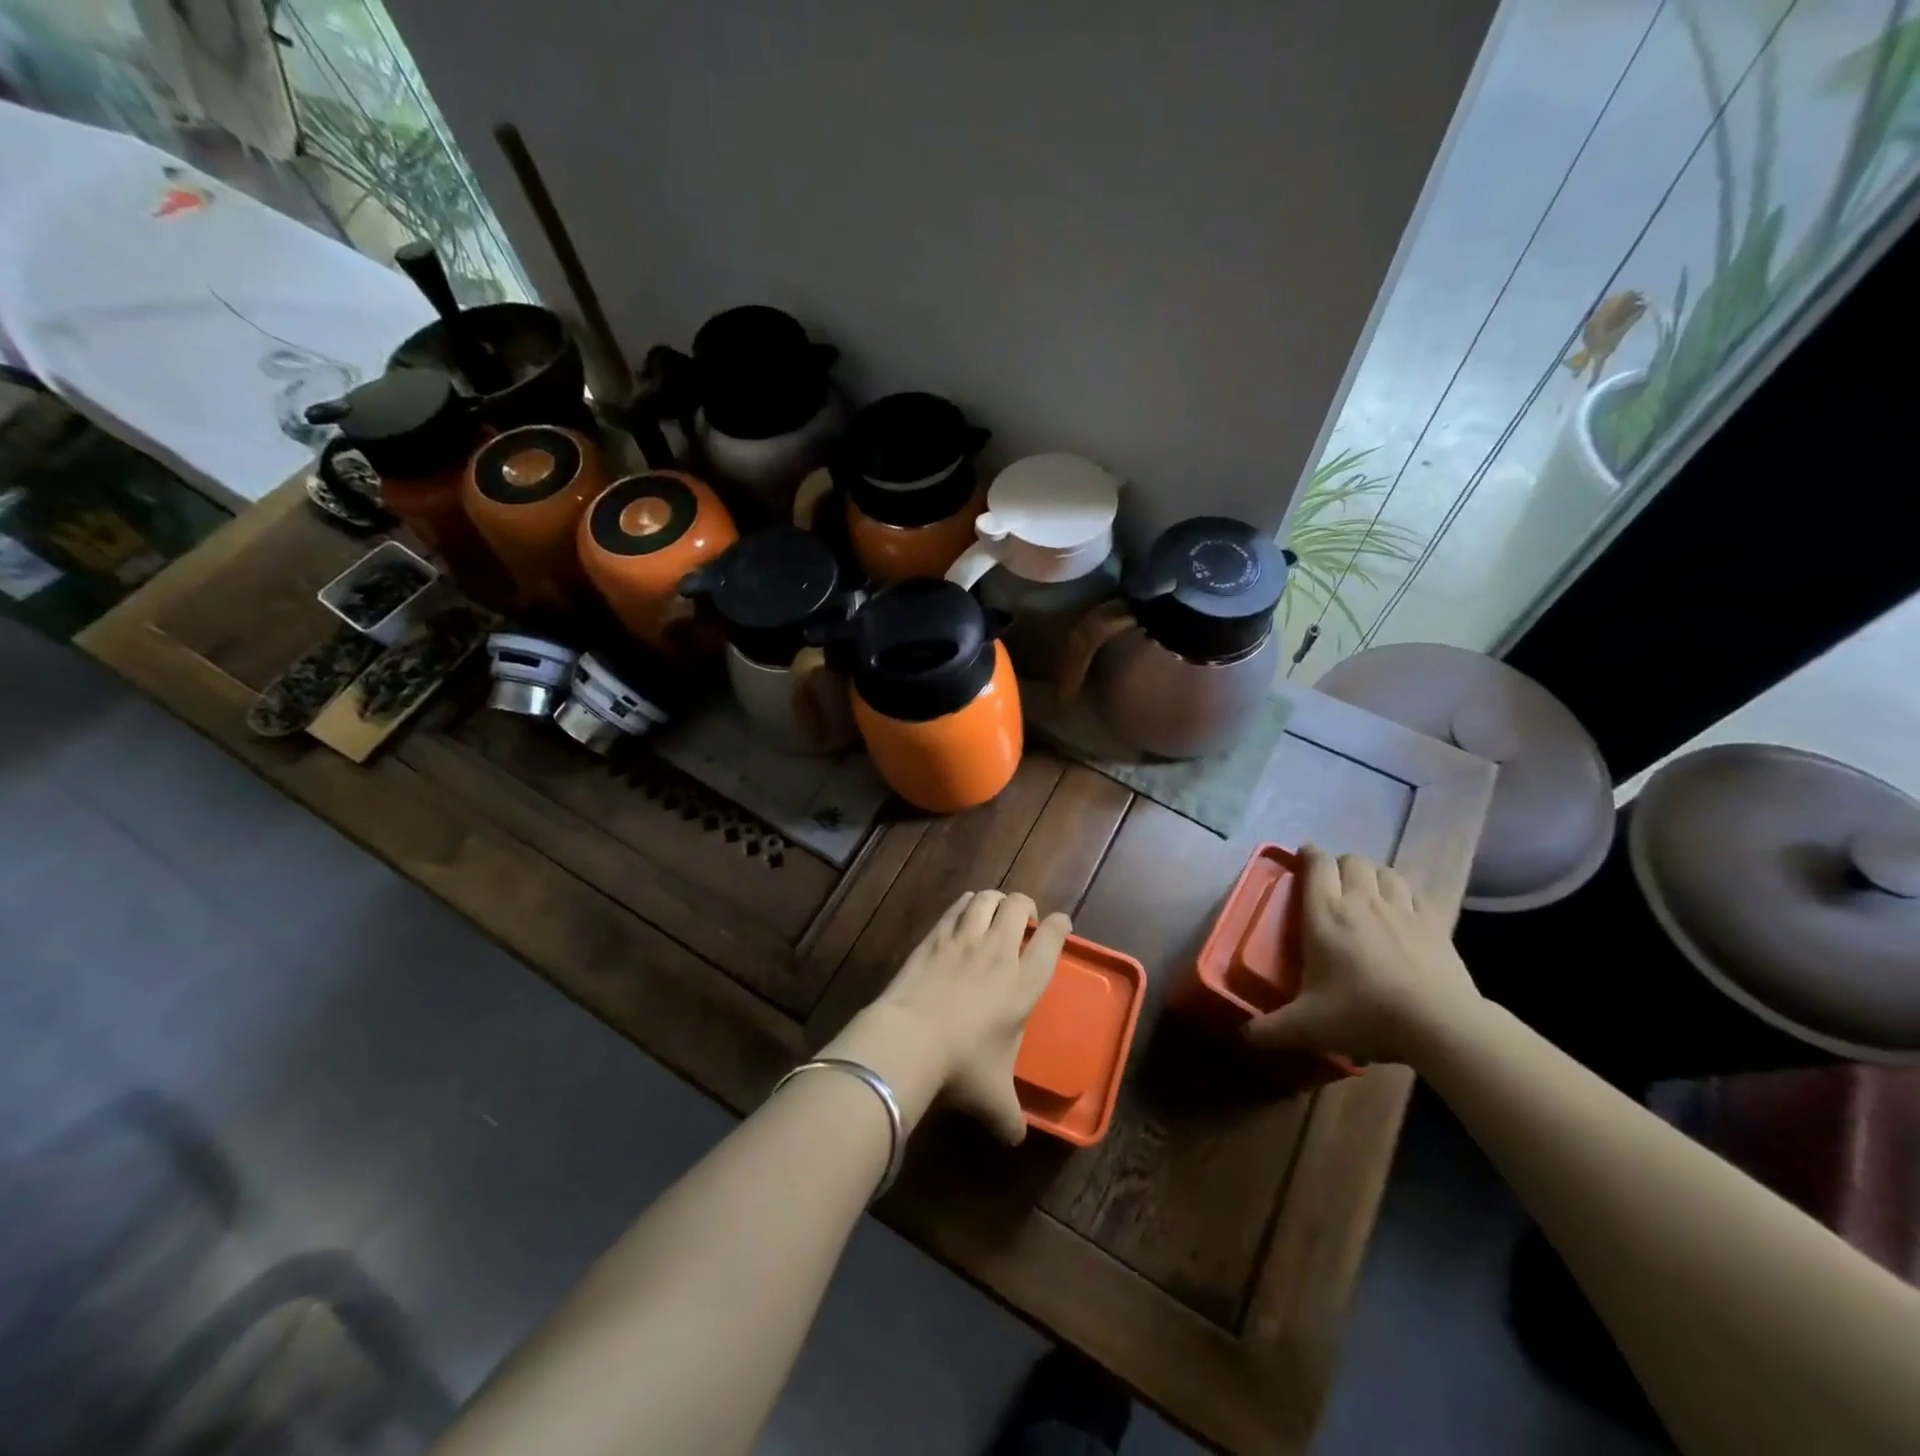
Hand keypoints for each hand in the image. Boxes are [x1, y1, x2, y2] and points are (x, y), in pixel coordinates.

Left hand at [862, 890, 1071, 1143]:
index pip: (1051, 941)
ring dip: (995, 900)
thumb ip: (1010, 1117)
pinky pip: (957, 907)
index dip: (1059, 926)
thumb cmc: (961, 1068)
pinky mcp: (935, 936)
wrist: (909, 1040)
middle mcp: (999, 953)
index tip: (1061, 923)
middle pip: (1019, 906)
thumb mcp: (993, 1100)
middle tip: (1023, 919)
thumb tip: (1016, 1140)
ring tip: (994, 910)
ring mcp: (965, 939)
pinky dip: (966, 904)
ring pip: (987, 899)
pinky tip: (963, 912)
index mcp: (1024, 985)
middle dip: (1025, 906)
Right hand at [1244, 845, 1479, 1064]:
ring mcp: (1401, 909)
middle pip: (1351, 861)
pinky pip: (1415, 893)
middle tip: (1333, 882)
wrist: (1438, 1024)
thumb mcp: (1307, 1027)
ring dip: (1372, 874)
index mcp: (1325, 914)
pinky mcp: (1435, 923)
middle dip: (1340, 864)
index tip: (1303, 855)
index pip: (1316, 866)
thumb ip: (1270, 1029)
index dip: (1309, 855)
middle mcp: (1361, 901)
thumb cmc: (1363, 1014)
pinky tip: (1403, 907)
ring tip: (1367, 890)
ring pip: (1385, 871)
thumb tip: (1243, 1035)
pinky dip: (1404, 892)